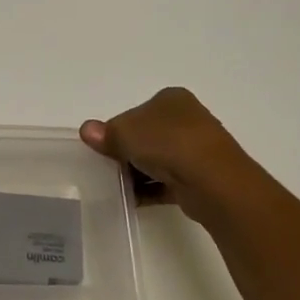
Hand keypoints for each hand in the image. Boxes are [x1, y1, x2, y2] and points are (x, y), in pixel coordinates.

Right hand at [80, 88, 253, 218]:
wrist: (211, 181)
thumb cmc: (167, 144)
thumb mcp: (125, 133)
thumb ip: (105, 133)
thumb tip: (87, 130)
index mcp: (171, 99)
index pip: (136, 112)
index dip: (117, 129)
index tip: (103, 147)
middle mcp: (187, 119)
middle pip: (146, 136)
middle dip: (127, 152)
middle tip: (107, 167)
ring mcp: (196, 149)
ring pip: (157, 159)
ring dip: (137, 172)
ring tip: (117, 186)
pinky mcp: (199, 176)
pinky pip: (166, 182)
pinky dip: (149, 190)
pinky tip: (132, 199)